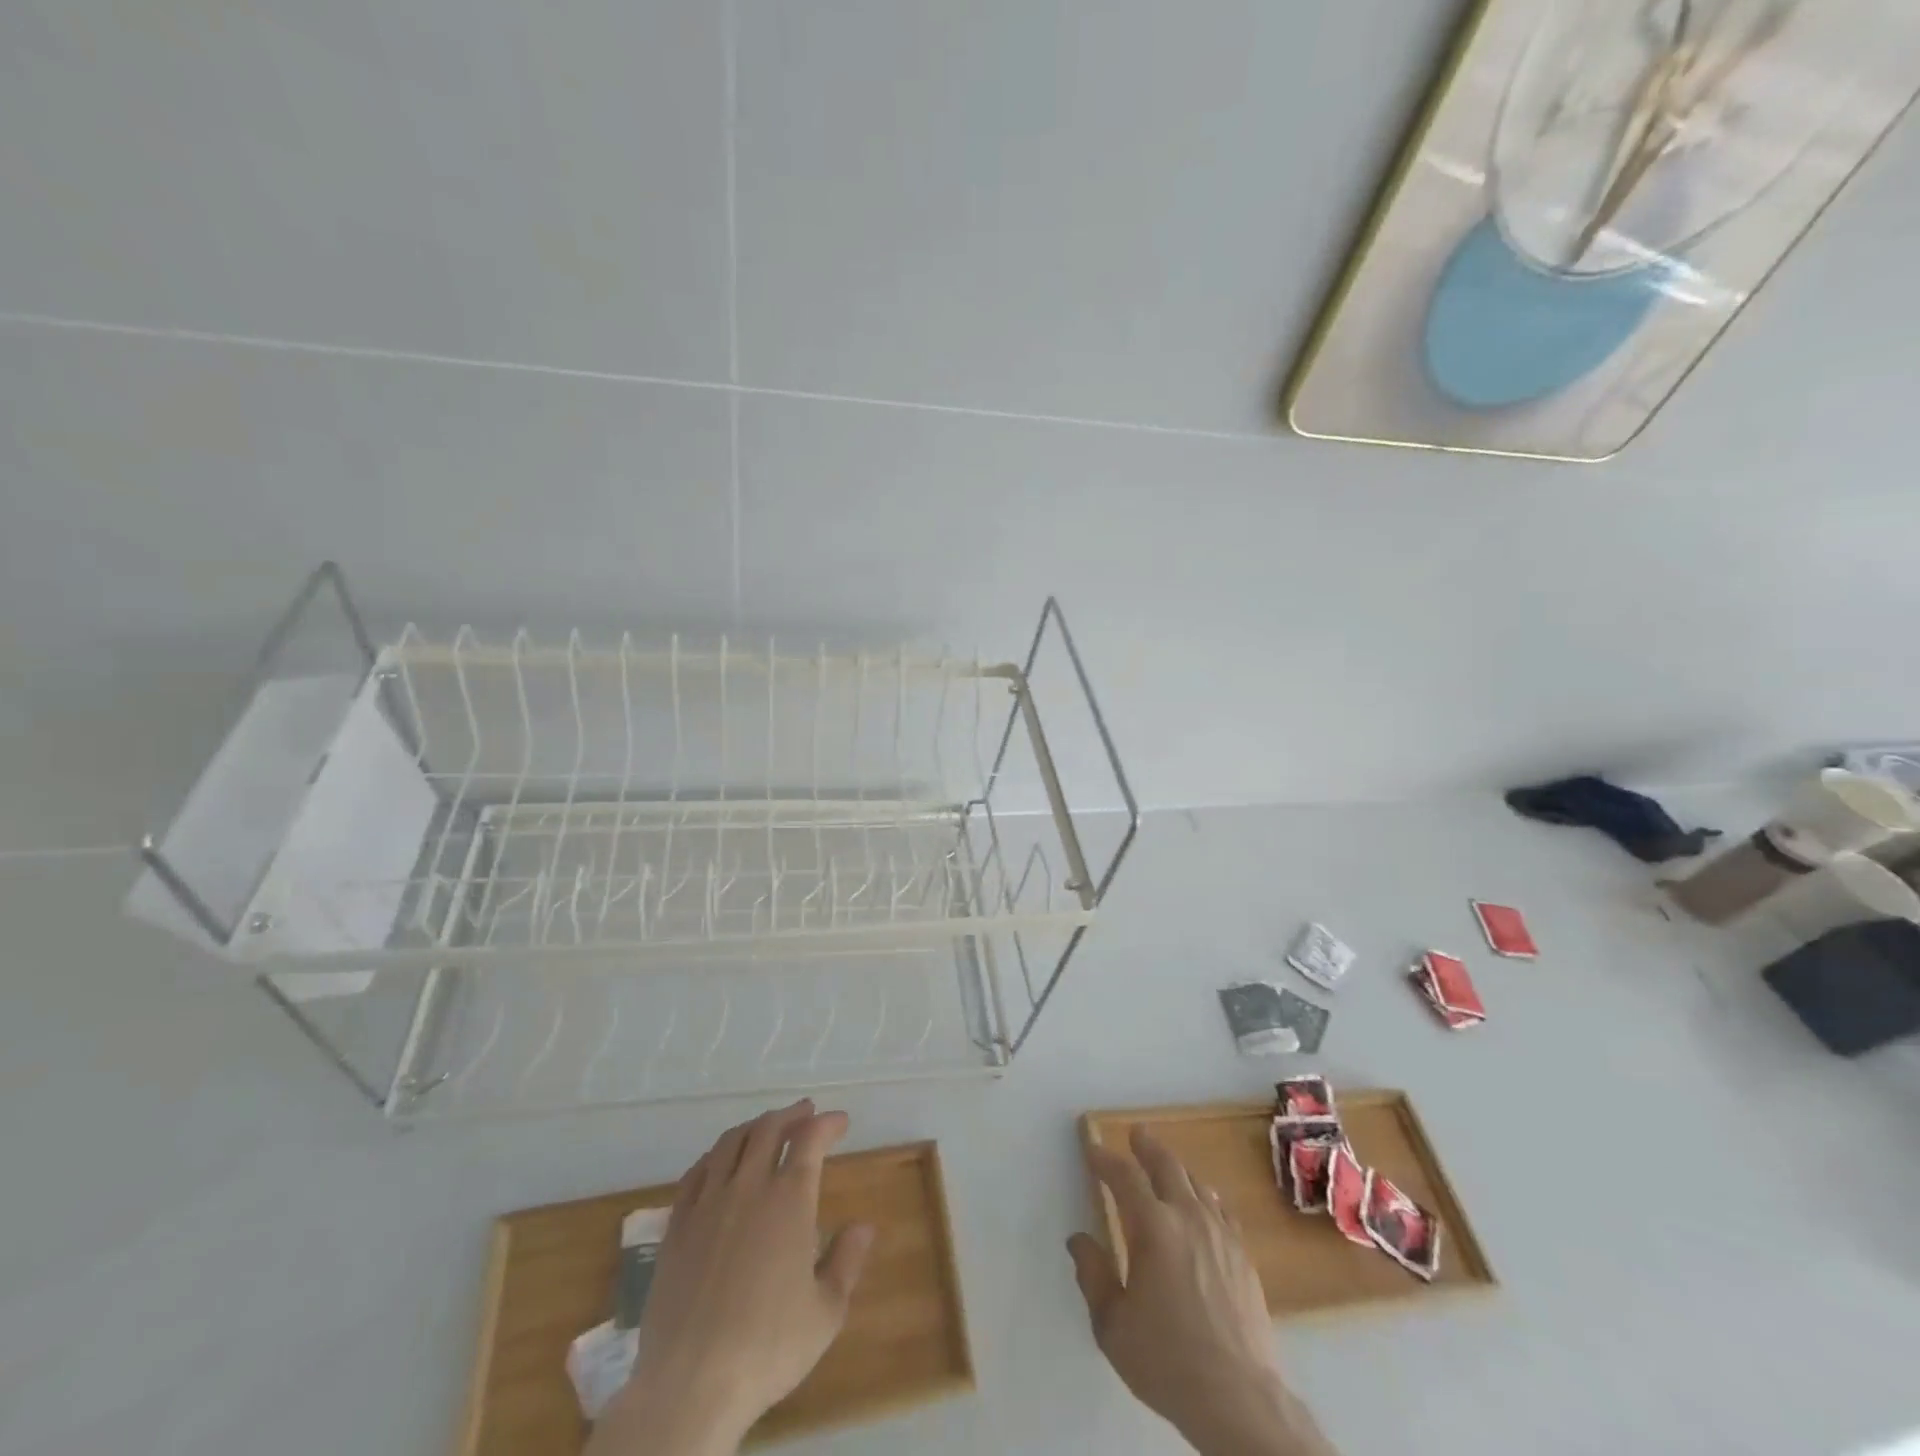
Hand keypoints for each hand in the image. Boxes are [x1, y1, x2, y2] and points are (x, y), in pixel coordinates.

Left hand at [587, 1100, 873, 1455]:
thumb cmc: (768, 1347)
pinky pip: (696, 1173)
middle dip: (790, 1115)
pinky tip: (719, 1161)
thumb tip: (864, 1226)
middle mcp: (748, 1187)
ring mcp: (708, 1203)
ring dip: (753, 1127)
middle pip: (768, 1130)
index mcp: (789, 1200)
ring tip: (766, 1127)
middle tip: (805, 1112)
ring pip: (730, 1143)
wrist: (691, 1384)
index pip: (810, 1140)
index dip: (827, 1124)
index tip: (840, 1121)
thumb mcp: (825, 1312)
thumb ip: (846, 1261)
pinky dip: (715, 1155)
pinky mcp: (676, 1226)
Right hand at [1067, 1127, 1335, 1455]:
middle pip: (1167, 1166)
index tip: (1093, 1150)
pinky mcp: (1244, 1257)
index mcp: (1153, 1228)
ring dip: (1177, 1169)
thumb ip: (1093, 1275)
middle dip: (1147, 1147)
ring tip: (1166, 1167)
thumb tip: (1079, 1240)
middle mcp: (1188, 1218)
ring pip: (1197, 1184)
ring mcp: (1221, 1235)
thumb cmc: (1167, 1361)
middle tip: (1136, 1134)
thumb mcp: (1113, 1325)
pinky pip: (1222, 1210)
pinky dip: (1206, 1197)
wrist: (1240, 1400)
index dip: (1106, 1160)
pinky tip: (1205, 1205)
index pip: (1125, 1177)